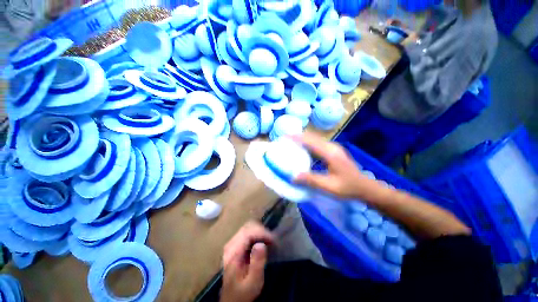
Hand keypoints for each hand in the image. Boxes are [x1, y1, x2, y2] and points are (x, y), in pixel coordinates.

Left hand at [220, 222, 274, 301]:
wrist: (232, 299)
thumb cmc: (243, 292)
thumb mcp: (253, 282)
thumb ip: (257, 263)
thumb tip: (261, 244)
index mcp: (233, 253)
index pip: (247, 233)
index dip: (261, 233)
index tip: (273, 240)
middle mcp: (231, 244)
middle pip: (247, 227)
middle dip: (262, 230)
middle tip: (272, 240)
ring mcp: (232, 242)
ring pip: (248, 226)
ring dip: (260, 231)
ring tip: (269, 240)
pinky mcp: (236, 243)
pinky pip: (248, 231)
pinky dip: (257, 233)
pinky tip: (263, 241)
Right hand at [292, 133, 377, 198]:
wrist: (365, 187)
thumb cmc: (348, 188)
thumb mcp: (329, 186)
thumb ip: (311, 180)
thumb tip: (293, 176)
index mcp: (330, 154)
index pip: (311, 141)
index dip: (297, 138)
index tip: (285, 137)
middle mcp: (332, 147)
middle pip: (312, 137)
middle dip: (298, 136)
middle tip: (285, 139)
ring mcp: (333, 148)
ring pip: (315, 139)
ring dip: (303, 139)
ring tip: (291, 142)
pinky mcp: (333, 151)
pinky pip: (318, 144)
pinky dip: (308, 144)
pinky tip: (302, 149)